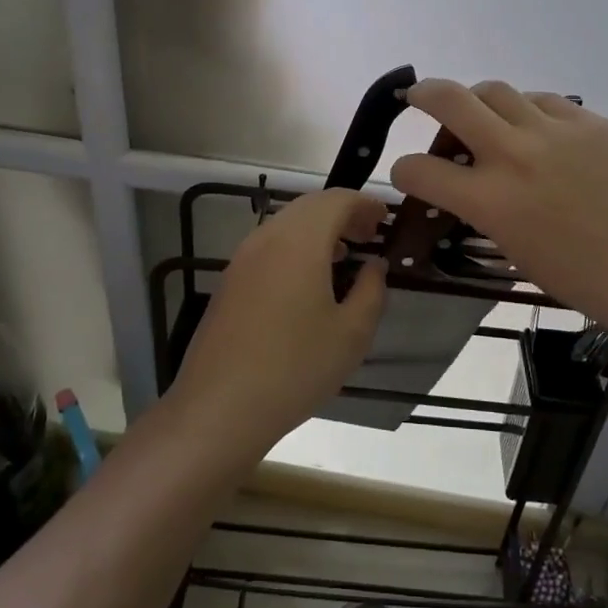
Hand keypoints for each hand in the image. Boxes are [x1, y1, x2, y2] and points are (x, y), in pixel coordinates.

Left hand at [173, 188, 388, 454]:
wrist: (220, 406)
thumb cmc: (295, 367)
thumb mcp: (351, 333)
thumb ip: (371, 290)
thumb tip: (374, 264)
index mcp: (300, 241)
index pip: (337, 200)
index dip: (365, 204)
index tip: (386, 220)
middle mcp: (267, 238)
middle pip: (310, 206)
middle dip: (343, 213)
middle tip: (369, 235)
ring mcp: (242, 258)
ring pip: (287, 225)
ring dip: (319, 230)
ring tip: (345, 255)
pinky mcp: (230, 281)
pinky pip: (270, 246)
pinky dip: (296, 247)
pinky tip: (309, 280)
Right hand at [390, 79, 607, 347]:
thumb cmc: (582, 279)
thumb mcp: (514, 249)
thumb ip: (483, 208)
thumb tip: (469, 182)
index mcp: (489, 200)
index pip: (419, 169)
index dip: (405, 172)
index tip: (411, 176)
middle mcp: (514, 154)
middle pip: (450, 99)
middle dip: (423, 94)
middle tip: (418, 98)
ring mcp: (555, 131)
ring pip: (496, 91)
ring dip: (479, 103)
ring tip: (486, 120)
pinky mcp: (590, 121)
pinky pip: (544, 101)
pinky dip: (528, 112)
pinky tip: (537, 132)